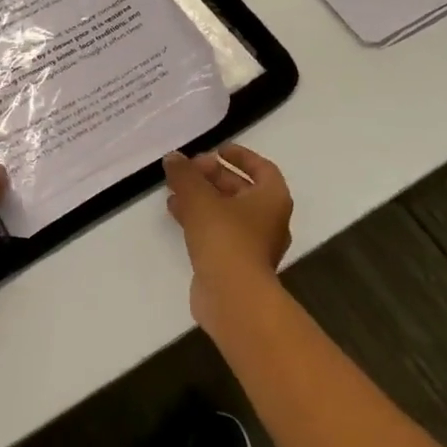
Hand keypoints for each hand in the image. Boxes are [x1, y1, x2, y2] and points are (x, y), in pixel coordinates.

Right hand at [163, 144, 293, 335]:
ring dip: (203, 198)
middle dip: (214, 176)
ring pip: (228, 211)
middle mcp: (270, 220)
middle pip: (242, 189)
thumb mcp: (200, 198)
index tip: (217, 150)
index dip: (240, 156)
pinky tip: (176, 212)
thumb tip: (173, 158)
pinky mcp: (236, 263)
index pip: (262, 168)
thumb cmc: (225, 238)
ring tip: (175, 188)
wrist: (233, 296)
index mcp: (273, 198)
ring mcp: (254, 244)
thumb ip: (185, 174)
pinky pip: (219, 231)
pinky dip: (200, 218)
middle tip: (189, 169)